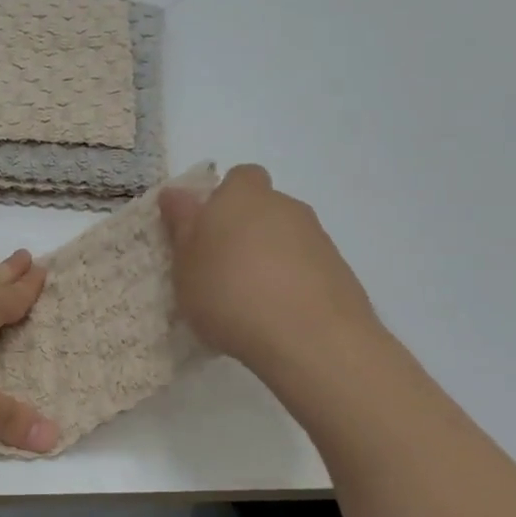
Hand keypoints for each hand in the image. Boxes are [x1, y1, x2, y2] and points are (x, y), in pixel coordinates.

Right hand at [159, 164, 379, 367]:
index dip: (221, 199)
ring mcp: (317, 238)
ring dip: (267, 259)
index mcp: (242, 196)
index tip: (204, 232)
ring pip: (284, 239)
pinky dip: (291, 283)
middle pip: (261, 208)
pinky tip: (277, 316)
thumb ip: (181, 225)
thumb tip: (176, 193)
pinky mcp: (339, 271)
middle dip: (243, 231)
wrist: (311, 338)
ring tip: (248, 300)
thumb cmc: (229, 292)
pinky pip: (305, 268)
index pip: (237, 178)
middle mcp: (284, 206)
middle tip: (219, 270)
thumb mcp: (185, 263)